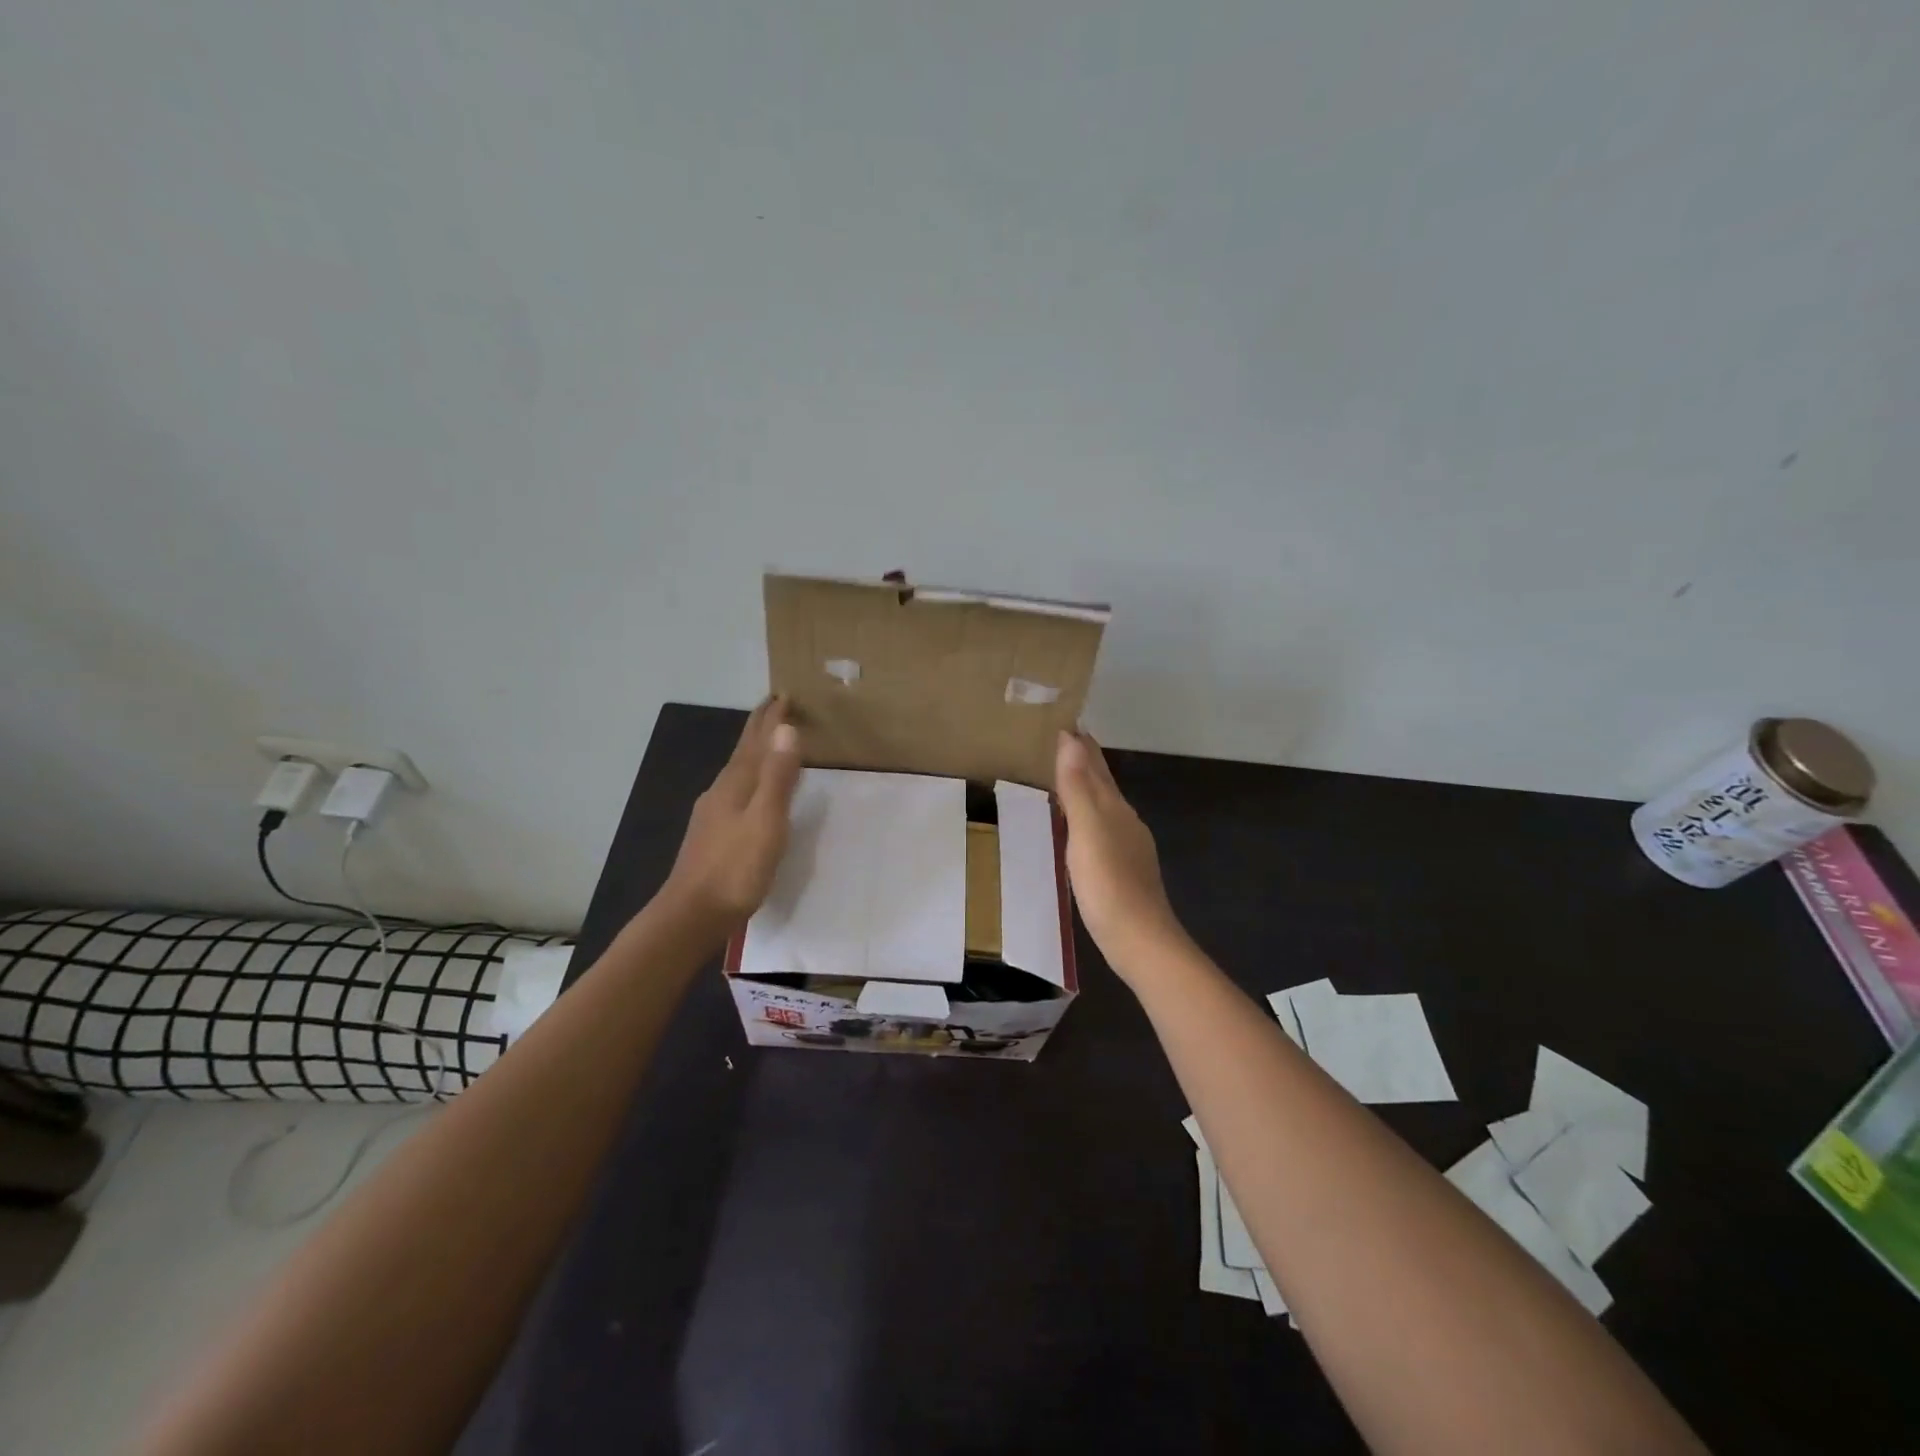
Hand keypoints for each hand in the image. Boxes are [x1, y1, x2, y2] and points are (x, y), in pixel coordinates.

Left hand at [663, 697, 804, 925]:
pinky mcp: (713, 834)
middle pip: (743, 751)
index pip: (756, 741)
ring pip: (738, 771)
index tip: (783, 695)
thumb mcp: (766, 821)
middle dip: (759, 728)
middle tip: (774, 706)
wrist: (692, 914)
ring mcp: (713, 813)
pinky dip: (750, 777)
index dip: (770, 719)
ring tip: (768, 741)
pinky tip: (750, 790)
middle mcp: (722, 791)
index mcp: (736, 784)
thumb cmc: (735, 869)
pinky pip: (736, 790)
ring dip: (754, 751)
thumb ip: (777, 777)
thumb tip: (785, 729)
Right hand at [1054, 729, 1185, 980]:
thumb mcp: (1087, 831)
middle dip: (1083, 757)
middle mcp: (1123, 819)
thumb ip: (1078, 787)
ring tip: (1061, 774)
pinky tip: (1077, 826)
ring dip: (1084, 784)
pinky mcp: (1121, 867)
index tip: (1061, 718)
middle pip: (1102, 780)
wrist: (1139, 939)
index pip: (1095, 763)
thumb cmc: (1109, 884)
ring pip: (1102, 803)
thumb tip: (1071, 738)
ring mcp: (1126, 844)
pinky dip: (1085, 813)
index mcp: (1114, 807)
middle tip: (1059, 737)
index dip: (1079, 741)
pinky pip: (1099, 826)